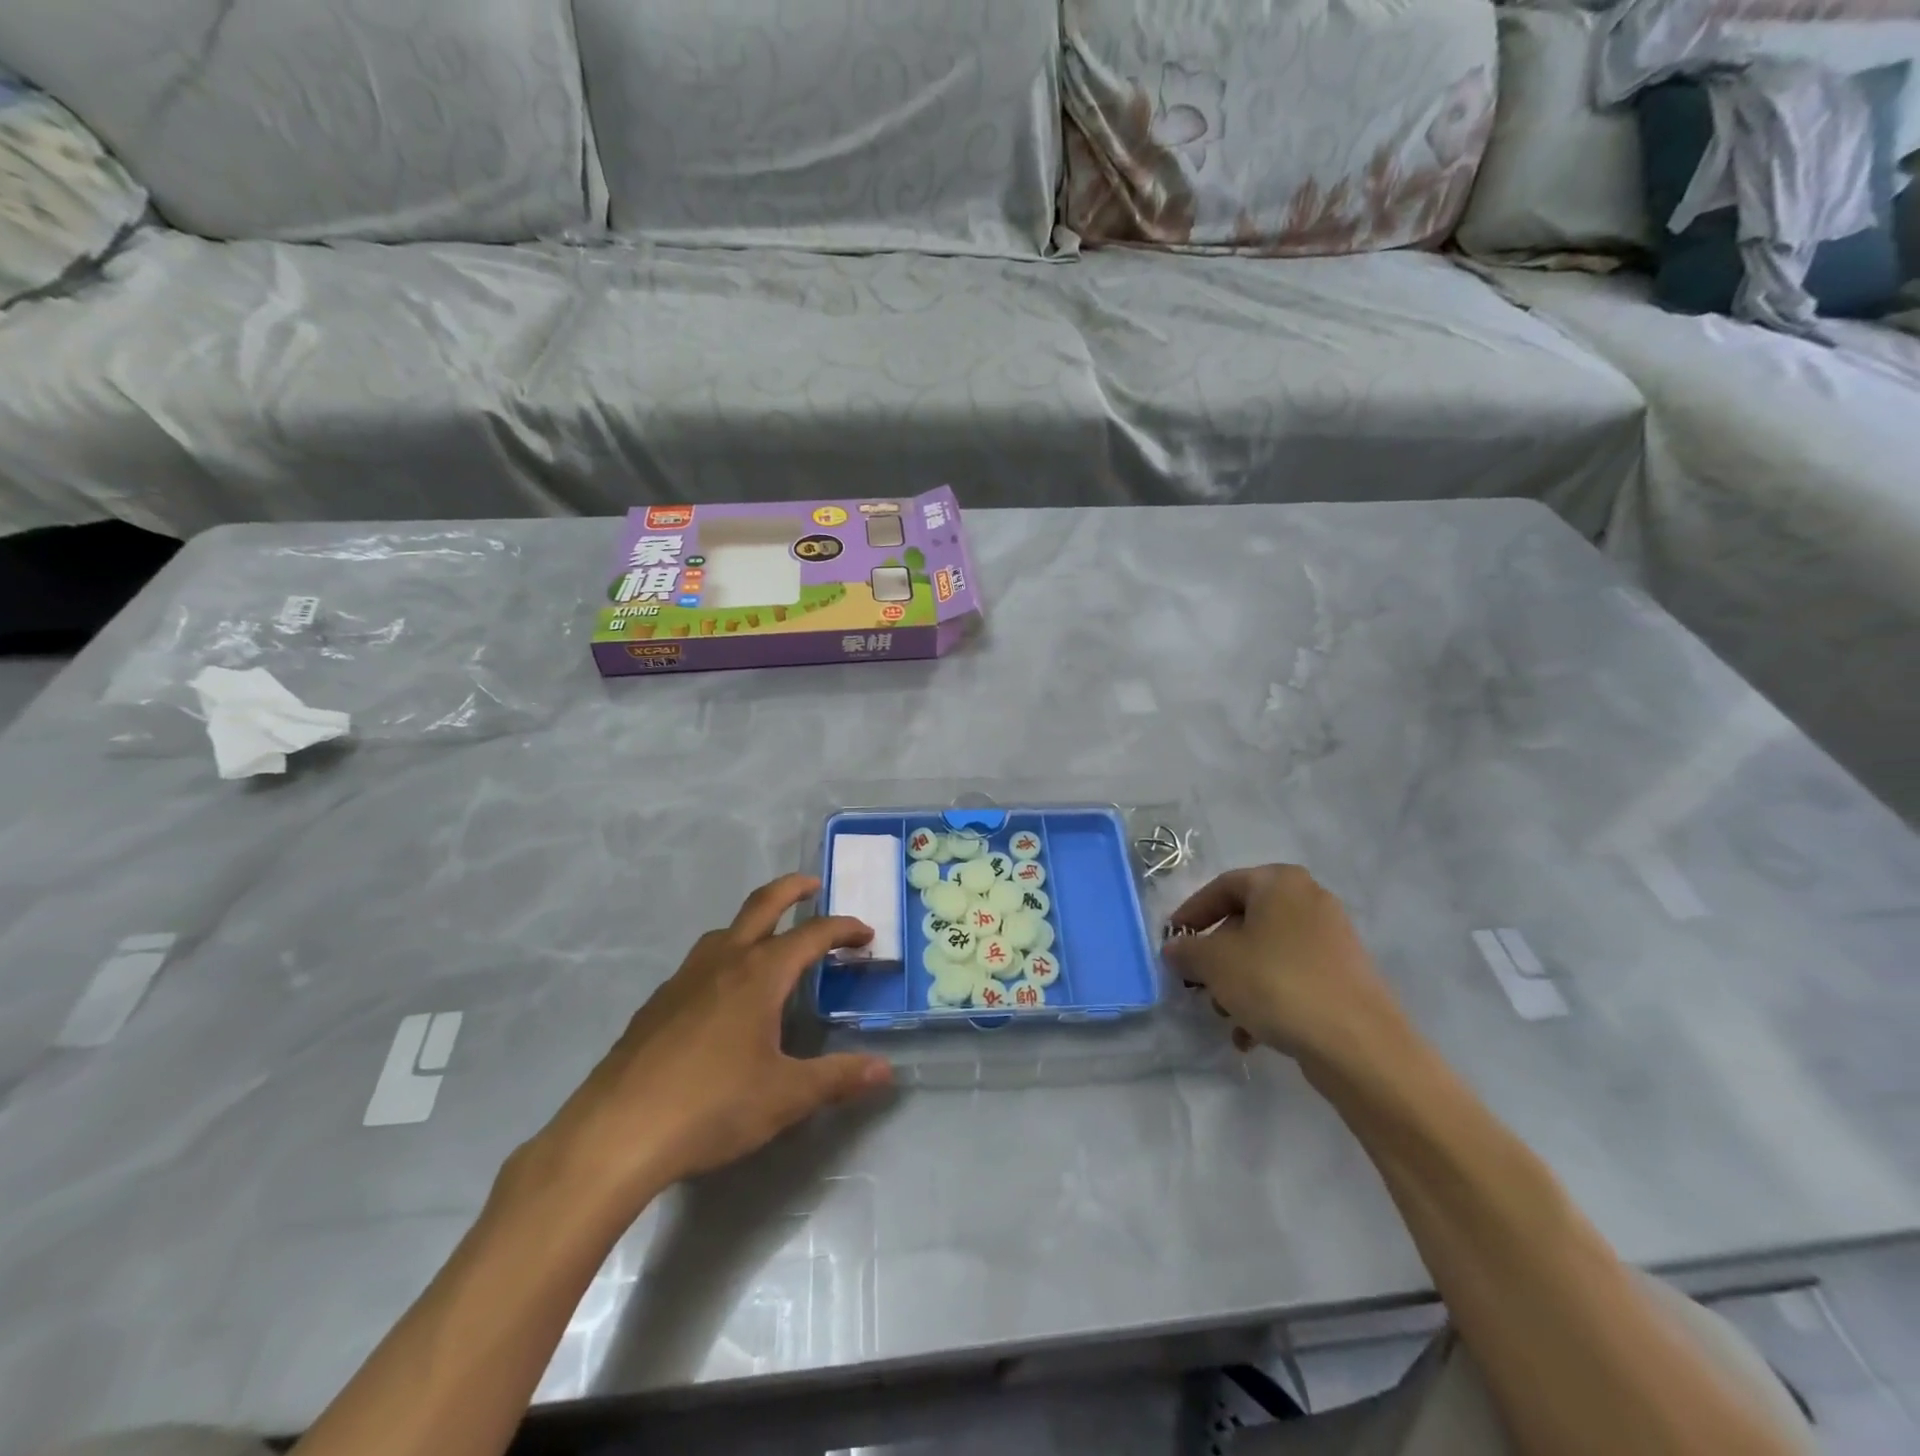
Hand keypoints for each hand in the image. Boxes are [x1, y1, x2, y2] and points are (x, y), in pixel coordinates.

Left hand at [527, 874, 892, 1213]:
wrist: (616, 1133)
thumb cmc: (712, 1106)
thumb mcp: (786, 1096)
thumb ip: (838, 1078)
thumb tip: (885, 1070)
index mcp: (760, 974)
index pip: (813, 934)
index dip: (844, 929)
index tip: (866, 934)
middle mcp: (724, 962)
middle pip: (762, 905)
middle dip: (792, 889)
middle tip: (813, 885)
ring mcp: (684, 979)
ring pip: (725, 932)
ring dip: (754, 923)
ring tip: (770, 943)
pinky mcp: (657, 1003)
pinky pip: (700, 963)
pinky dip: (725, 958)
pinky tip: (722, 996)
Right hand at [1161, 864, 1405, 1066]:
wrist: (1358, 1044)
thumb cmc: (1276, 983)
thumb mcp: (1215, 963)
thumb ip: (1187, 950)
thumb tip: (1175, 947)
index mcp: (1280, 882)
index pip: (1223, 887)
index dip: (1191, 913)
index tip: (1171, 941)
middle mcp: (1309, 900)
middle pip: (1245, 922)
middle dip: (1216, 955)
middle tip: (1196, 982)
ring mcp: (1331, 940)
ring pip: (1267, 953)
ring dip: (1238, 982)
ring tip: (1224, 1016)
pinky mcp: (1344, 977)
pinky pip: (1291, 977)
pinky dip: (1267, 999)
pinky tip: (1251, 1035)